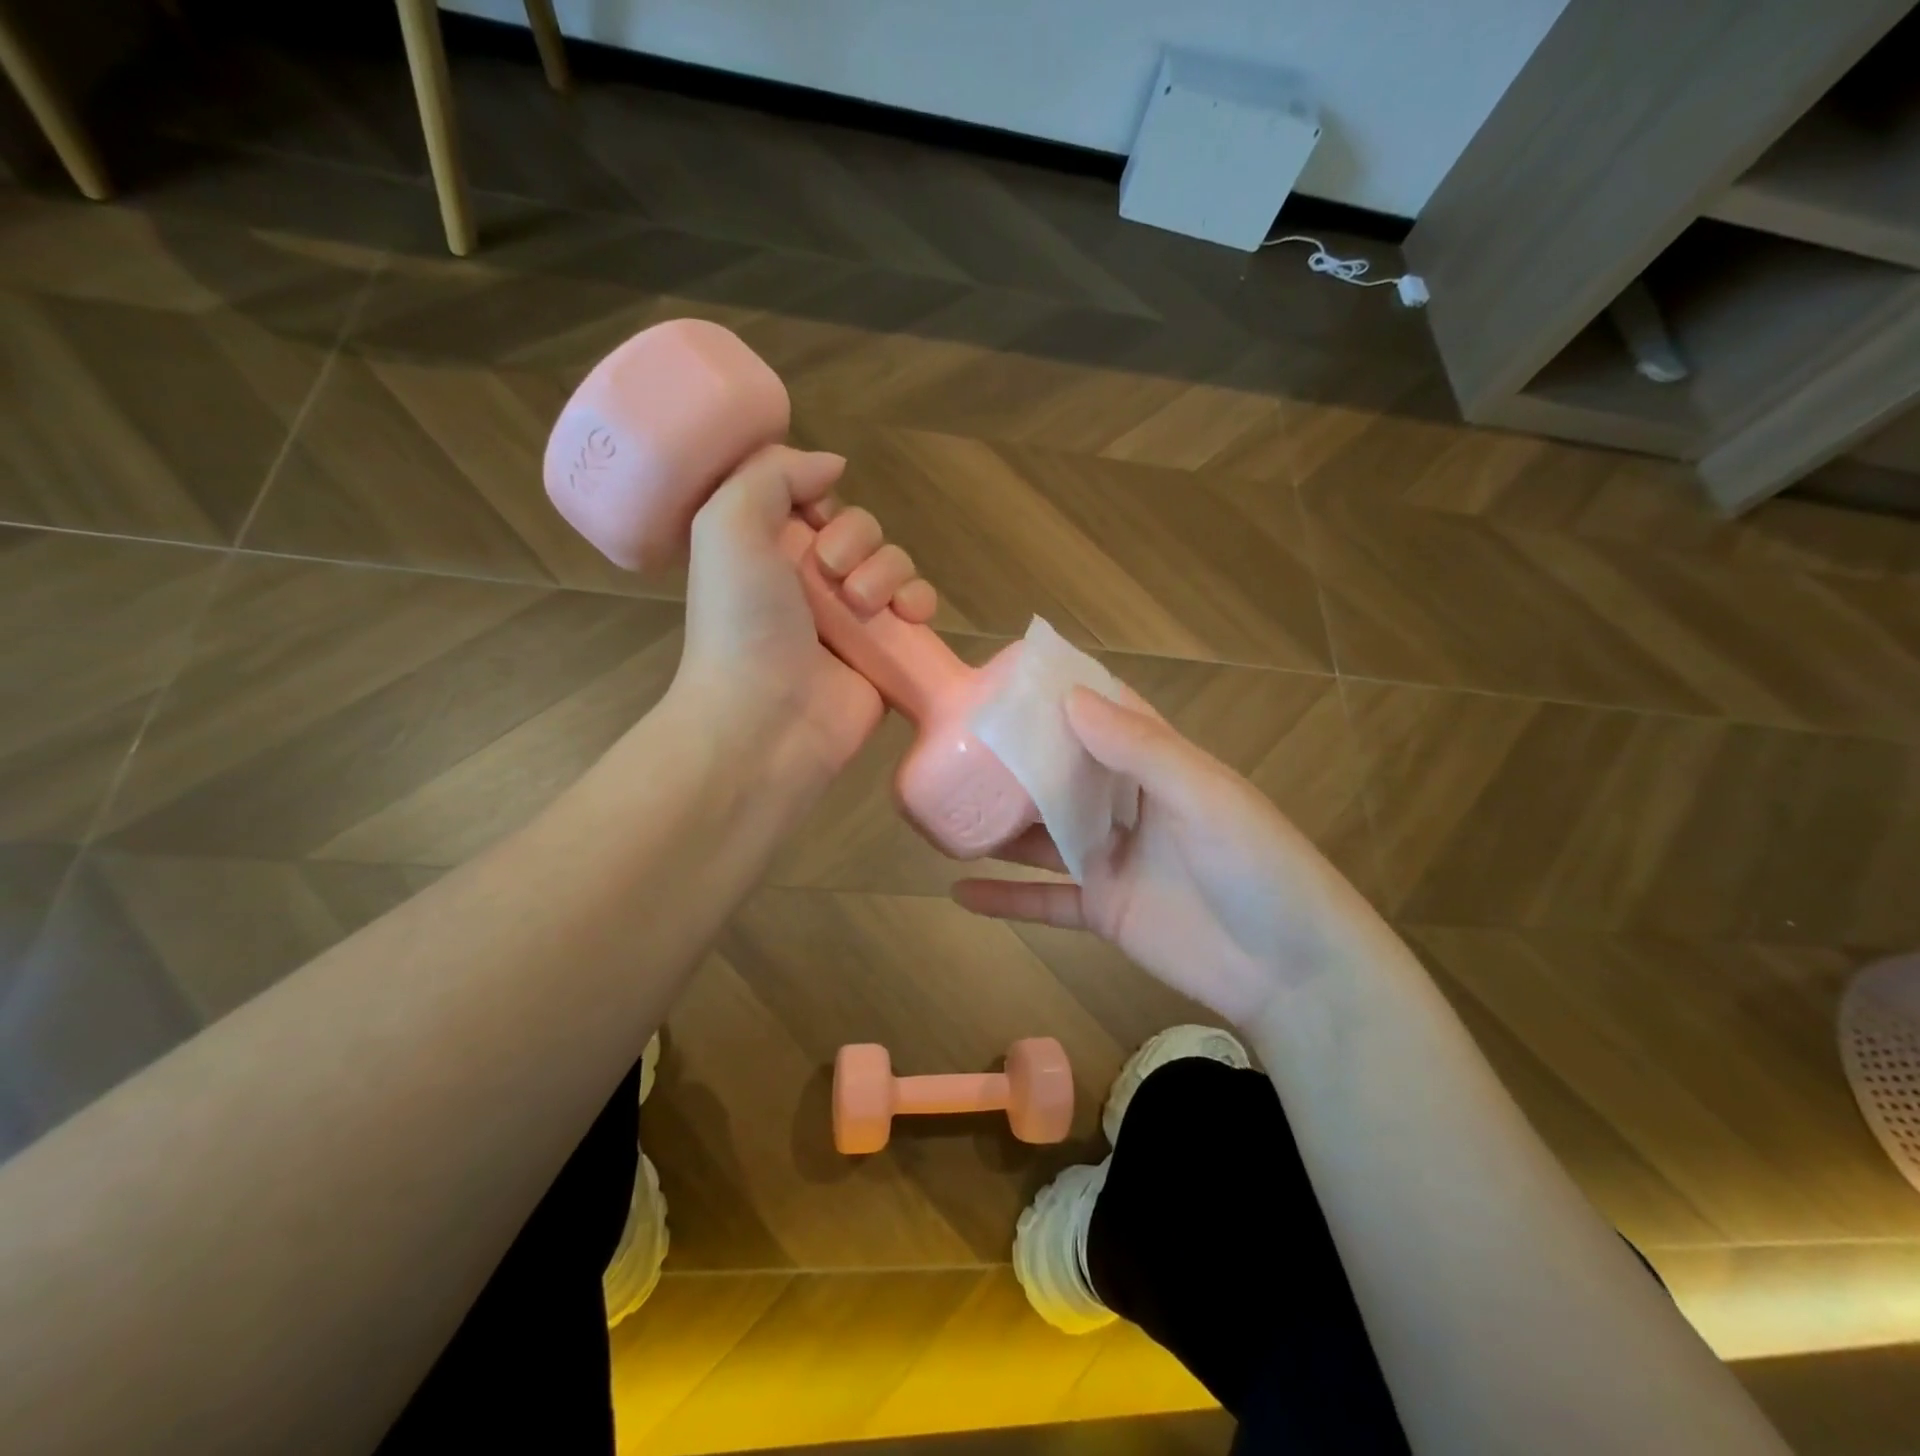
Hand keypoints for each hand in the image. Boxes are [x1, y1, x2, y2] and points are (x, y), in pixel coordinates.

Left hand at [674, 445, 936, 786]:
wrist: (766, 719)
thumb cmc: (741, 622)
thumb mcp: (727, 525)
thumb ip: (772, 474)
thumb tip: (832, 465)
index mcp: (770, 552)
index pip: (817, 503)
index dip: (823, 502)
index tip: (814, 520)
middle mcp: (812, 583)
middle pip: (863, 530)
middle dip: (857, 541)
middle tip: (832, 575)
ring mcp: (853, 621)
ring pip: (895, 564)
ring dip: (887, 572)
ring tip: (863, 606)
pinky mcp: (887, 652)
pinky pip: (918, 608)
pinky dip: (920, 603)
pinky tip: (908, 616)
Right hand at [953, 690, 1384, 1027]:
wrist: (1290, 971)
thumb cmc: (1256, 867)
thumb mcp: (1202, 796)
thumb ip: (1138, 749)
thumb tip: (1069, 699)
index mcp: (1158, 766)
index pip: (1103, 717)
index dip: (1059, 698)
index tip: (1004, 684)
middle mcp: (1129, 806)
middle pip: (1063, 774)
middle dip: (1015, 761)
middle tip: (952, 744)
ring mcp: (1112, 859)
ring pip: (1044, 835)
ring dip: (1000, 827)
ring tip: (944, 810)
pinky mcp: (1103, 909)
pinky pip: (1044, 899)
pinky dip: (1005, 898)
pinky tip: (957, 892)